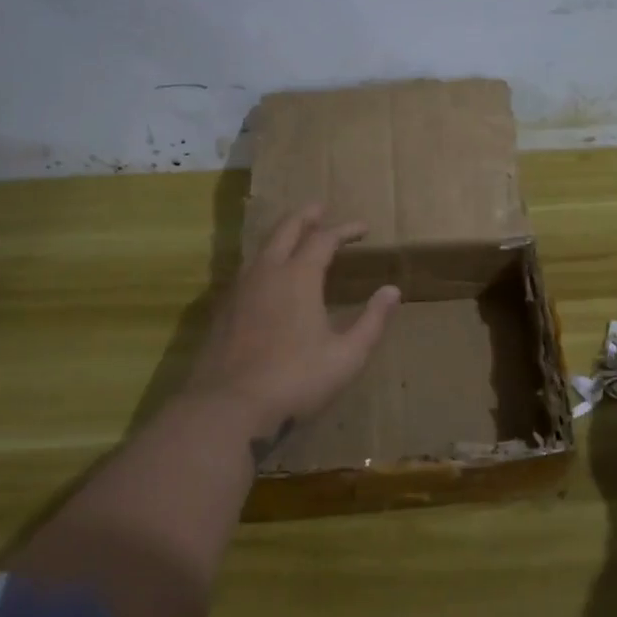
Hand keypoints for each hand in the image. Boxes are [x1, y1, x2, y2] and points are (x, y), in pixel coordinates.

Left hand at [187, 205, 400, 447]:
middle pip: (285, 230)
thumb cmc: (295, 380)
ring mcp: (240, 290)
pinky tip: (268, 278)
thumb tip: (393, 291)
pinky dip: (265, 261)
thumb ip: (372, 321)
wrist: (227, 408)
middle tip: (320, 208)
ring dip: (282, 236)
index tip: (363, 228)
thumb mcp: (346, 356)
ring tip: (295, 236)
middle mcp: (267, 273)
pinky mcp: (223, 311)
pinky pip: (248, 271)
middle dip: (306, 216)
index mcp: (298, 277)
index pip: (324, 239)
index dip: (345, 230)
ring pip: (262, 248)